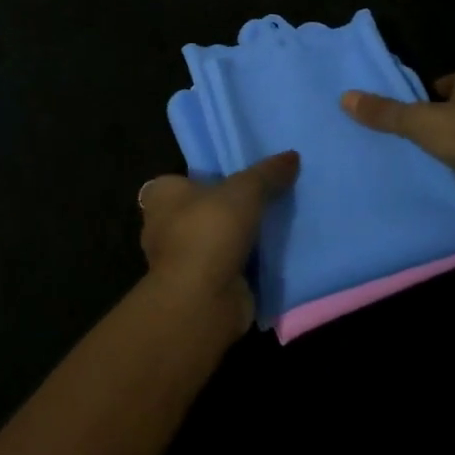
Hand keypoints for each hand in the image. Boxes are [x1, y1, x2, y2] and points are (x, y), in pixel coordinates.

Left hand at [136, 152, 299, 336]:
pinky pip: (226, 266)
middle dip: (227, 209)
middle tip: (264, 198)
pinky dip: (245, 264)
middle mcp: (163, 226)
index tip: (236, 176)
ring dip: (238, 239)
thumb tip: (292, 155)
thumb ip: (267, 173)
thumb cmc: (209, 231)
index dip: (206, 177)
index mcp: (161, 196)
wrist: (202, 300)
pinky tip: (273, 255)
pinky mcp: (199, 286)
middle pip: (201, 210)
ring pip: (215, 240)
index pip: (181, 179)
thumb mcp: (245, 190)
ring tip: (275, 224)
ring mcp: (180, 260)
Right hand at [341, 69, 454, 236]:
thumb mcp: (422, 124)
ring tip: (418, 161)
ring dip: (450, 147)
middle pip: (454, 109)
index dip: (420, 98)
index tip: (399, 117)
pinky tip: (448, 180)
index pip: (440, 83)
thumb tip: (344, 97)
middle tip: (400, 140)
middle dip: (432, 123)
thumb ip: (385, 113)